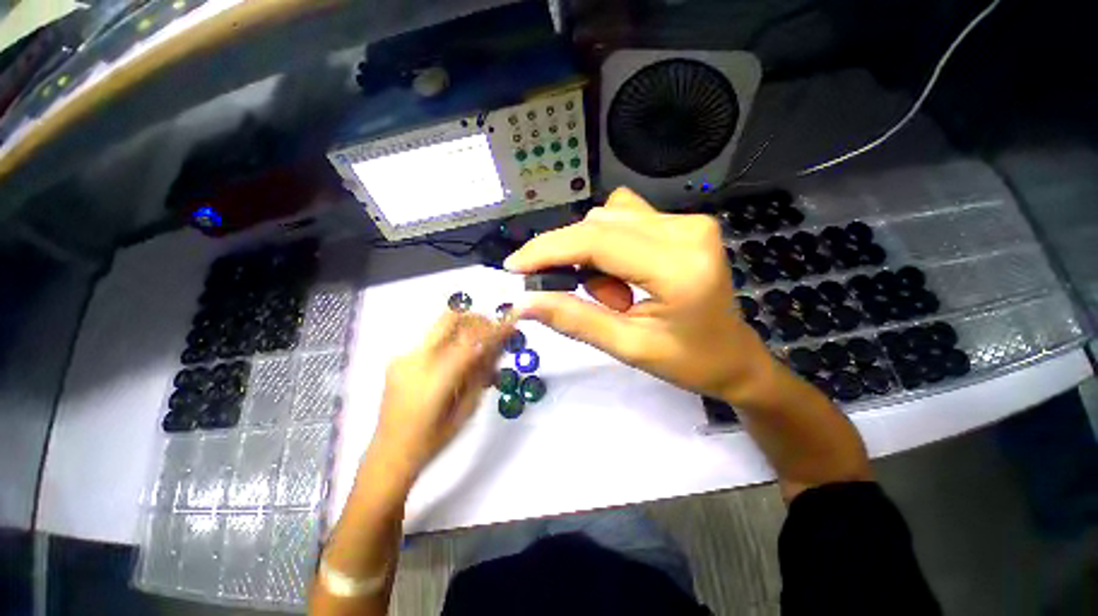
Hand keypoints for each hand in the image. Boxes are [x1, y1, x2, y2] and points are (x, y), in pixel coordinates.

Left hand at [367, 311, 512, 485]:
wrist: (389, 454)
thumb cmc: (433, 440)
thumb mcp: (467, 409)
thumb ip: (481, 374)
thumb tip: (497, 348)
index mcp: (436, 377)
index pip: (472, 341)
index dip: (495, 330)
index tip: (512, 324)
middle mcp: (417, 359)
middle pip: (451, 318)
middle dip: (477, 319)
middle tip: (492, 331)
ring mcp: (404, 356)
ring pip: (440, 325)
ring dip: (464, 328)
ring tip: (477, 348)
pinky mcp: (398, 359)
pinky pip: (431, 339)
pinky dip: (450, 340)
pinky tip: (456, 360)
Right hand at [505, 187, 779, 405]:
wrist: (735, 357)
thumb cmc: (688, 362)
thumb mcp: (628, 347)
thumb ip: (574, 320)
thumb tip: (523, 302)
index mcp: (678, 267)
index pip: (596, 242)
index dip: (548, 250)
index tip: (514, 267)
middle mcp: (686, 230)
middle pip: (598, 224)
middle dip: (571, 258)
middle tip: (576, 295)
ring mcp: (689, 221)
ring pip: (608, 219)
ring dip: (593, 256)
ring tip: (615, 296)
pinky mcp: (685, 223)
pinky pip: (625, 219)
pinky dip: (609, 246)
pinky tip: (624, 275)